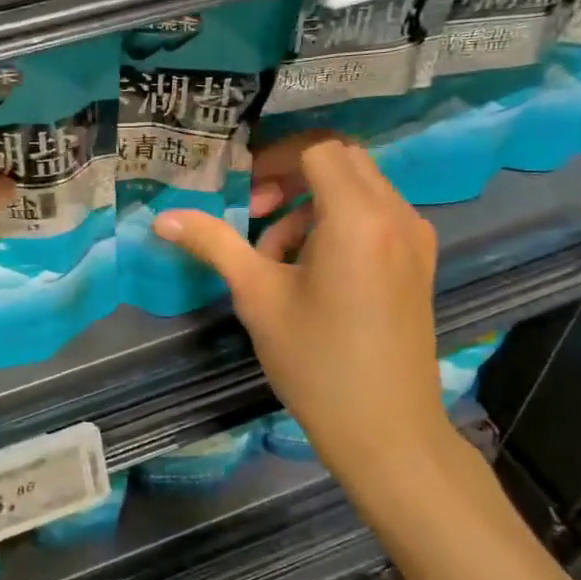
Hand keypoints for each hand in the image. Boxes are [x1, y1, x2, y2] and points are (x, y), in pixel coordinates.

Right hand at [152, 132, 451, 469]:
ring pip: (359, 189)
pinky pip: (375, 217)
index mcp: (358, 217)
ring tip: (274, 258)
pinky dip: (338, 224)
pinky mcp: (418, 262)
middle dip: (292, 177)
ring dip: (312, 206)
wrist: (387, 430)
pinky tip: (311, 272)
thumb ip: (214, 245)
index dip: (275, 158)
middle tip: (254, 213)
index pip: (317, 149)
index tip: (243, 190)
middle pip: (342, 161)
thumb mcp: (257, 297)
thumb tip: (162, 218)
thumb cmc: (316, 361)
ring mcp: (415, 239)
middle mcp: (396, 215)